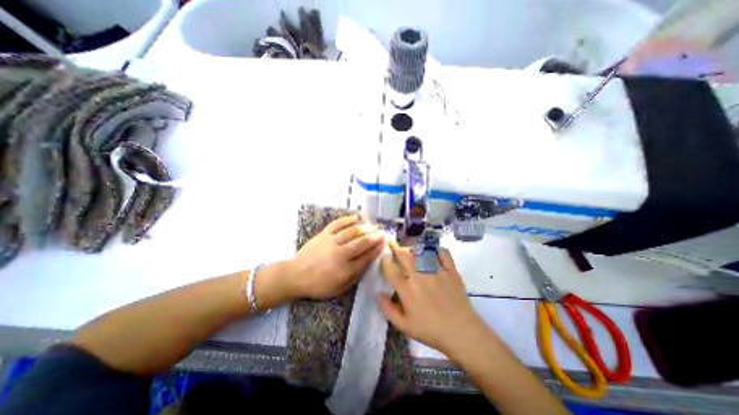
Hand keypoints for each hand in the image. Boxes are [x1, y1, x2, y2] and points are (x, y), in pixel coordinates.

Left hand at [285, 215, 383, 299]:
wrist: (295, 275)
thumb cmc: (319, 285)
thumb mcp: (339, 288)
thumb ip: (355, 275)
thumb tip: (368, 262)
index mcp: (345, 270)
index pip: (366, 257)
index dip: (377, 249)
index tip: (384, 243)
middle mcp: (340, 254)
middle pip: (362, 242)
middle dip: (375, 236)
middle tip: (382, 233)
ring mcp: (331, 241)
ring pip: (352, 231)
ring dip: (365, 227)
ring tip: (373, 226)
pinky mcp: (324, 234)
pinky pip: (338, 223)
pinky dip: (348, 219)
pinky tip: (356, 218)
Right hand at [376, 242, 485, 355]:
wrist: (461, 332)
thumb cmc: (431, 330)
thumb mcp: (404, 326)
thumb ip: (388, 309)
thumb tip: (377, 293)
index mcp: (407, 290)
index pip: (390, 268)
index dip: (385, 261)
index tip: (384, 259)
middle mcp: (419, 276)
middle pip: (404, 255)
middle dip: (395, 247)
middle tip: (392, 243)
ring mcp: (436, 271)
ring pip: (421, 251)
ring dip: (413, 246)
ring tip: (409, 245)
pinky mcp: (450, 270)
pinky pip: (442, 252)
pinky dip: (435, 249)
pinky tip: (432, 252)